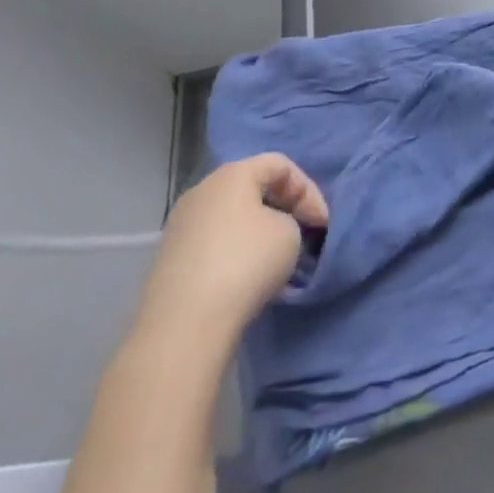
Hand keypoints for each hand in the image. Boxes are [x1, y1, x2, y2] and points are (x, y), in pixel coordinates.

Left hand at [133, 153, 328, 351]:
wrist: (183, 327)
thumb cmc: (245, 264)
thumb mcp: (290, 233)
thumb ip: (290, 220)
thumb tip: (276, 229)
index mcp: (232, 174)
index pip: (281, 165)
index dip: (308, 190)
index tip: (322, 223)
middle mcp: (203, 191)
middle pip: (254, 188)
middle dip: (284, 209)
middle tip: (305, 234)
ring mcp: (181, 226)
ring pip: (233, 218)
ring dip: (260, 233)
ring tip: (280, 259)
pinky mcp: (171, 260)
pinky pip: (215, 244)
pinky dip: (237, 253)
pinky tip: (250, 278)